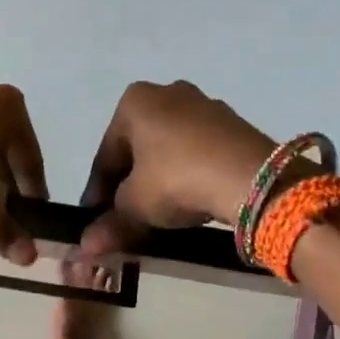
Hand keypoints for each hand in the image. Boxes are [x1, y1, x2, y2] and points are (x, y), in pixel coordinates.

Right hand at [78, 80, 275, 256]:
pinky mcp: (232, 124)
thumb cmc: (178, 178)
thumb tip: (87, 246)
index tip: (94, 220)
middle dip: (129, 183)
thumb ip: (111, 223)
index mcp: (135, 102)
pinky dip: (188, 173)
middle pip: (137, 148)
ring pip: (168, 148)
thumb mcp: (136, 205)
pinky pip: (198, 151)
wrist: (252, 178)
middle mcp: (167, 92)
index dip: (97, 192)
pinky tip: (190, 199)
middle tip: (125, 218)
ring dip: (159, 178)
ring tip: (158, 213)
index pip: (106, 154)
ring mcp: (204, 105)